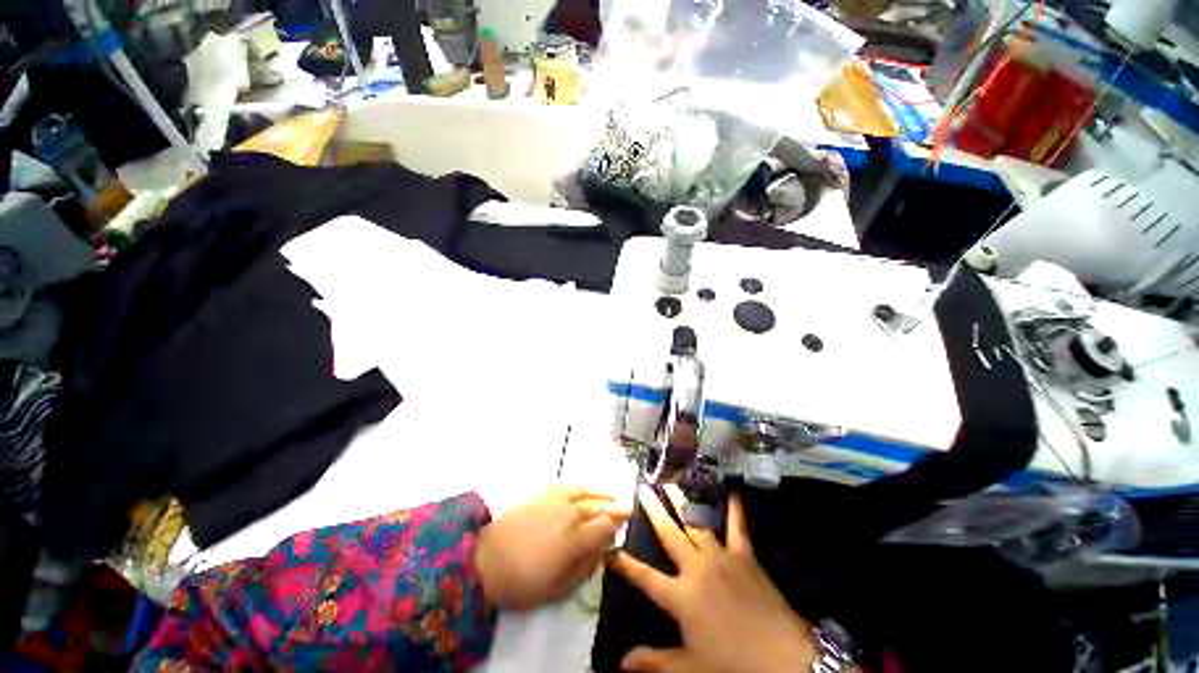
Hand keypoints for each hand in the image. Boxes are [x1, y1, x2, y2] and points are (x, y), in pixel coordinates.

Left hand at [475, 485, 629, 610]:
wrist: (484, 560)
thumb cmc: (522, 582)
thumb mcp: (557, 589)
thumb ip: (585, 567)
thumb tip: (603, 551)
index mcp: (576, 538)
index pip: (607, 526)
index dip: (615, 531)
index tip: (616, 537)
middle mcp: (571, 513)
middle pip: (599, 508)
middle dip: (614, 511)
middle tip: (625, 512)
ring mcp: (556, 500)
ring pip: (586, 493)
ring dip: (602, 495)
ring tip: (613, 495)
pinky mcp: (542, 494)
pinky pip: (568, 485)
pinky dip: (582, 486)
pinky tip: (586, 488)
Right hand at [609, 485, 815, 672]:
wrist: (784, 658)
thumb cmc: (732, 664)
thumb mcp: (690, 667)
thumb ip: (655, 662)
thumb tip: (620, 663)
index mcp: (680, 595)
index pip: (643, 576)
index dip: (624, 562)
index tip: (609, 544)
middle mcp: (696, 568)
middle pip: (669, 534)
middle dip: (654, 510)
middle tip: (643, 488)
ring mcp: (721, 557)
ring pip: (695, 523)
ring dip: (682, 502)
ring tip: (671, 484)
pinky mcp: (744, 555)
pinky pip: (738, 527)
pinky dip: (735, 510)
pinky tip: (732, 492)